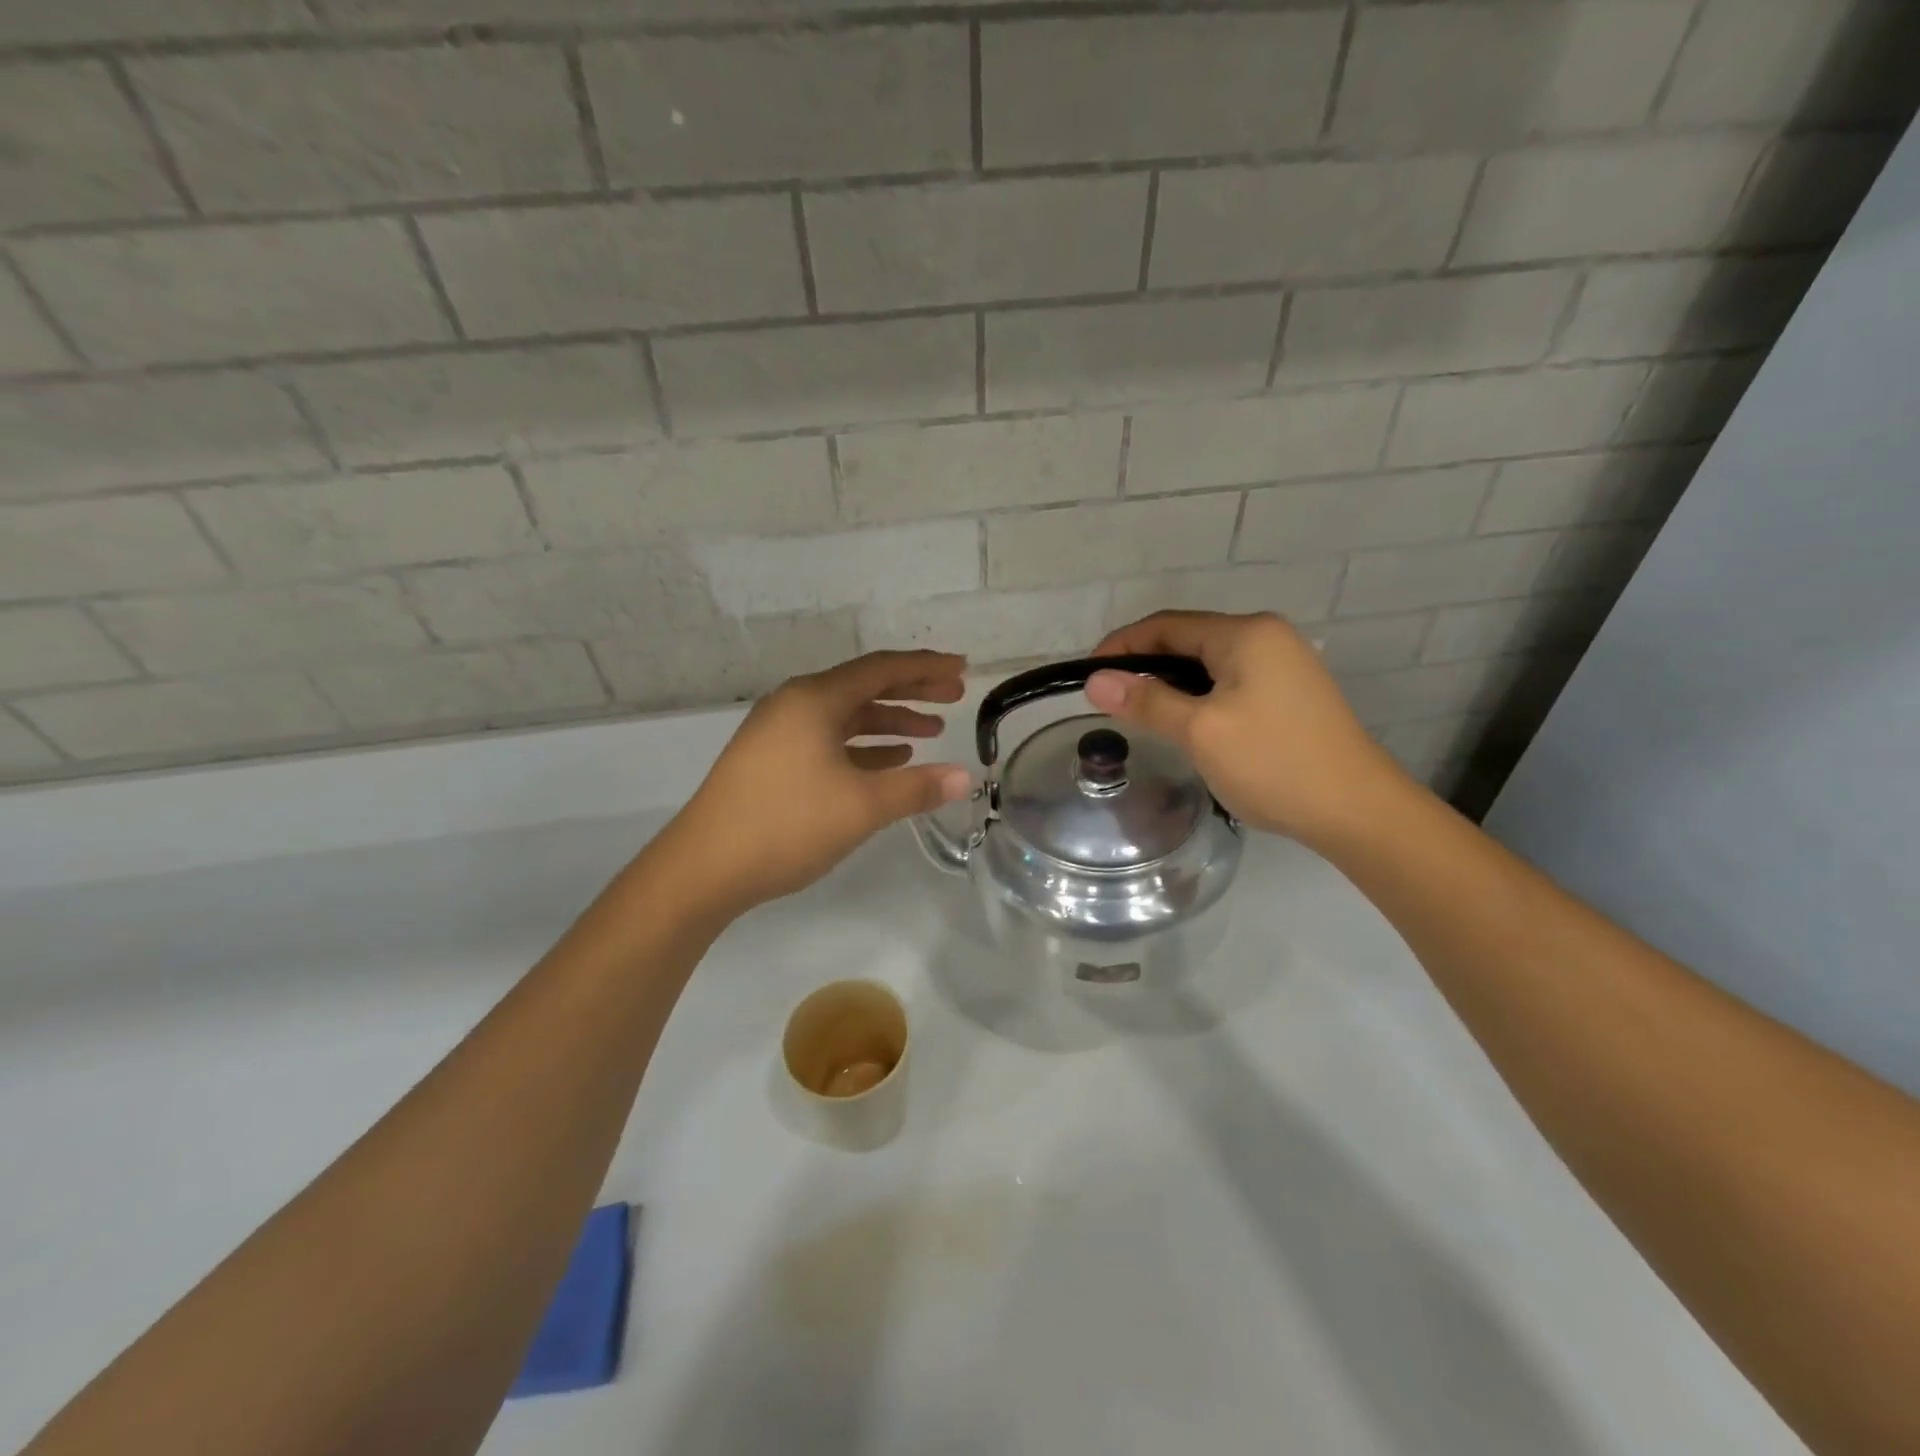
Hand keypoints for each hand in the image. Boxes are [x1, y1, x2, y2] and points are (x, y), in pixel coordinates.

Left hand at [663, 650, 972, 915]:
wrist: (703, 868)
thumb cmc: (786, 825)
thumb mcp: (861, 806)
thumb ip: (916, 788)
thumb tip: (964, 777)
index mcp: (814, 700)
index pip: (882, 669)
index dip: (926, 667)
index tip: (963, 668)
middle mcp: (794, 705)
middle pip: (863, 686)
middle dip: (911, 691)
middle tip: (954, 696)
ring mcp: (778, 732)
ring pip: (845, 716)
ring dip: (888, 721)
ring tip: (929, 733)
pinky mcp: (770, 760)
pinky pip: (827, 739)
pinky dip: (861, 746)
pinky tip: (887, 761)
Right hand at [1085, 611, 1410, 846]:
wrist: (1357, 810)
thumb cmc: (1273, 763)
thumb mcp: (1201, 731)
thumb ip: (1146, 701)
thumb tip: (1094, 682)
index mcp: (1246, 634)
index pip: (1167, 626)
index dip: (1122, 646)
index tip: (1088, 675)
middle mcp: (1267, 637)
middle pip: (1188, 640)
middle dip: (1145, 665)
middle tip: (1110, 699)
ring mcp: (1284, 665)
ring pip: (1209, 664)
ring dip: (1171, 683)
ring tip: (1140, 713)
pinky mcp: (1291, 693)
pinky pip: (1230, 682)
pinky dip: (1199, 695)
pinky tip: (1186, 723)